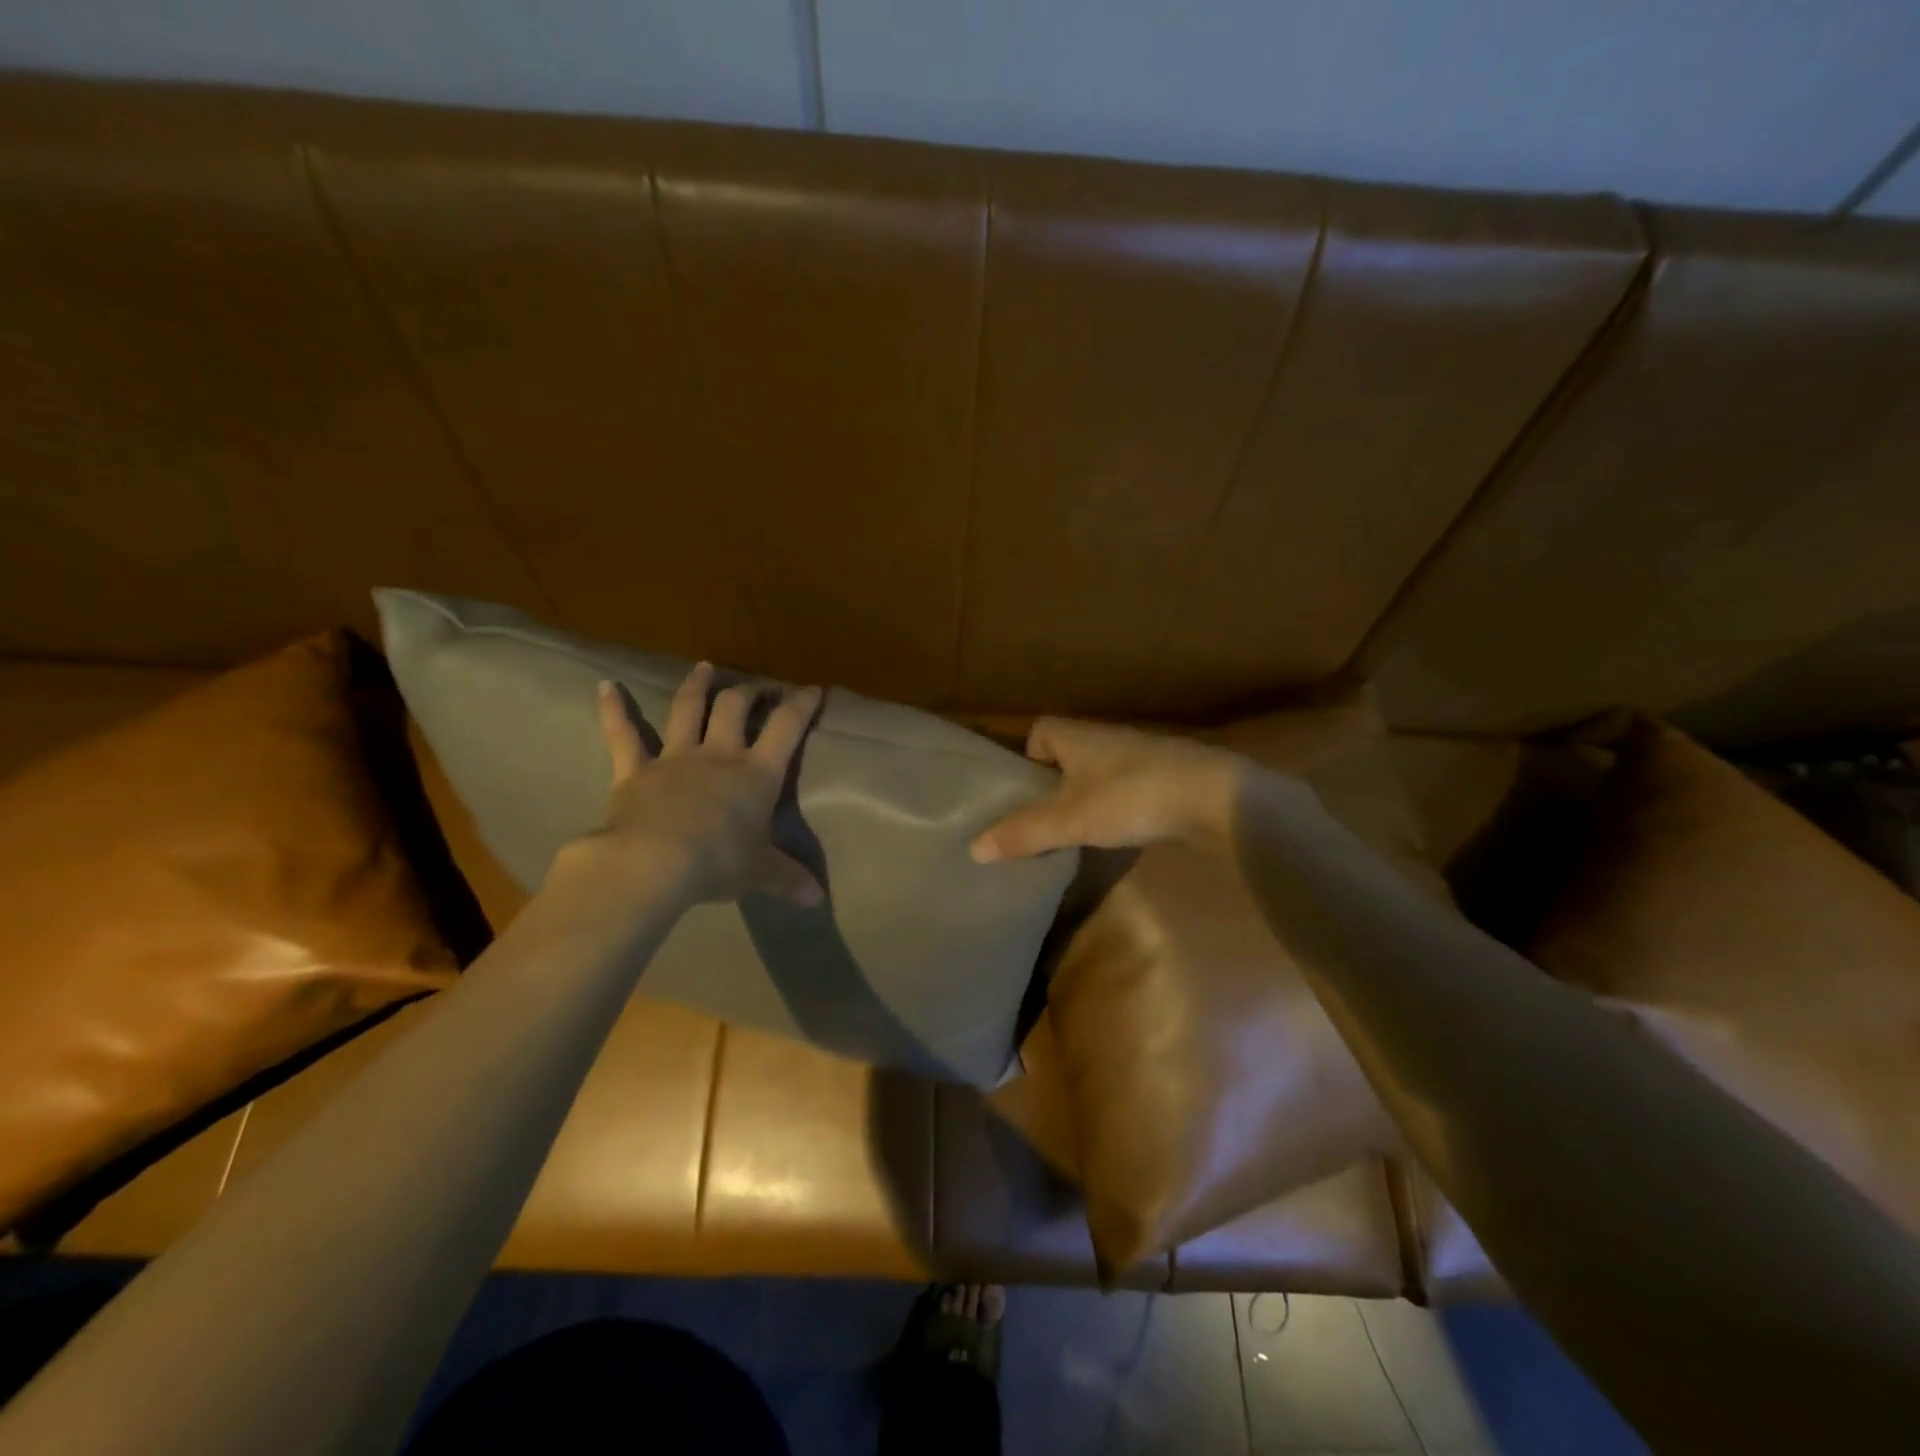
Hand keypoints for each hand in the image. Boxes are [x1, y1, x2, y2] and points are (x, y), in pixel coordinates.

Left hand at [569, 663, 824, 906]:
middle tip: (759, 687)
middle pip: (735, 708)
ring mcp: (675, 759)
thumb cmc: (718, 863)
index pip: (786, 727)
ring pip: (687, 710)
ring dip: (697, 686)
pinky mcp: (635, 770)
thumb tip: (818, 900)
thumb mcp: (760, 873)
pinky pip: (623, 735)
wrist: (654, 863)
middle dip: (750, 691)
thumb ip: (789, 879)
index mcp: (757, 773)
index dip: (801, 705)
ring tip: (705, 667)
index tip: (812, 690)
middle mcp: (719, 755)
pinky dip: (614, 710)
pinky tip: (606, 686)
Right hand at [968, 718, 1246, 861]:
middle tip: (1046, 818)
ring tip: (1080, 830)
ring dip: (1089, 794)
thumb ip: (1023, 833)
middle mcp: (1108, 738)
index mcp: (1079, 736)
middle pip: (1070, 753)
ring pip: (1100, 771)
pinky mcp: (1168, 777)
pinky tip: (1122, 830)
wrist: (1213, 798)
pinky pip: (1129, 786)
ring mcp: (1142, 756)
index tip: (1026, 792)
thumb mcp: (1069, 819)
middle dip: (1055, 782)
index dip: (1028, 756)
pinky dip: (1119, 804)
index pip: (1042, 730)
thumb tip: (973, 849)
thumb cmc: (1130, 797)